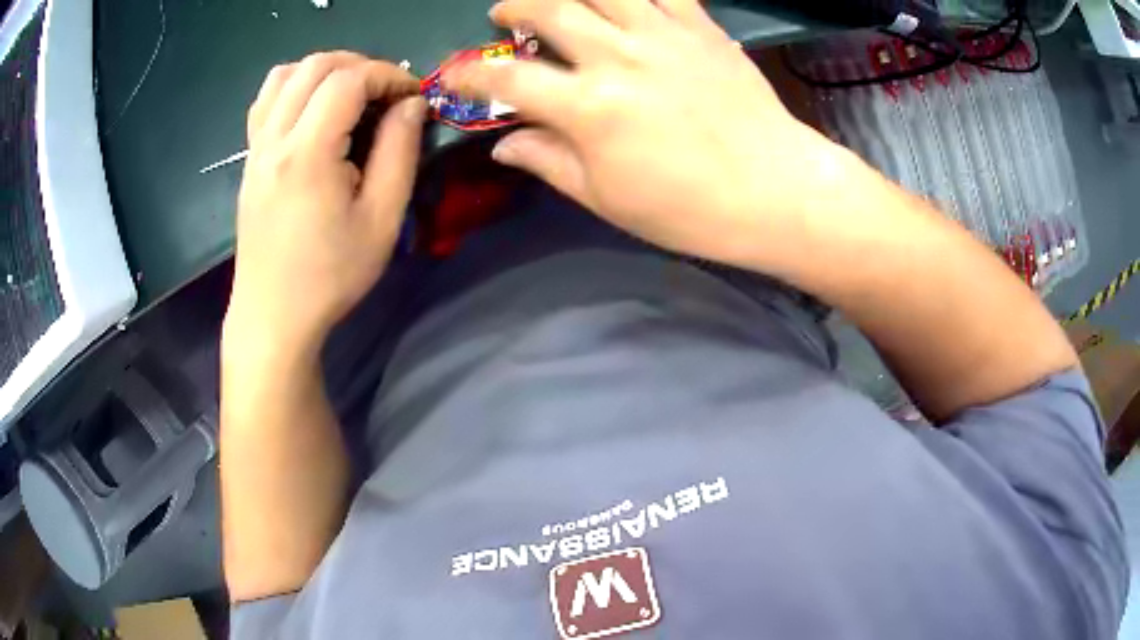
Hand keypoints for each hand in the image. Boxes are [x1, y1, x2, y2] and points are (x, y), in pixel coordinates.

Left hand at [225, 52, 425, 356]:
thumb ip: (400, 151)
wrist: (273, 314)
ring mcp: (256, 147)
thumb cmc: (330, 275)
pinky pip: (267, 100)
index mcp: (308, 152)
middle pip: (316, 65)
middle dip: (360, 66)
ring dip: (325, 71)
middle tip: (385, 94)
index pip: (349, 79)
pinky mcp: (249, 159)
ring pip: (285, 74)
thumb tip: (411, 104)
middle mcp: (274, 138)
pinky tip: (314, 111)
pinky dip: (295, 87)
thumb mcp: (382, 219)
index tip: (412, 97)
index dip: (388, 75)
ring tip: (350, 95)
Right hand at [444, 0, 849, 269]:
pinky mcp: (701, 27)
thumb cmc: (689, 209)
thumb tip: (504, 141)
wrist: (775, 190)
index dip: (473, 73)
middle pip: (549, 10)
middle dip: (515, 7)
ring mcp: (663, 35)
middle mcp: (619, 56)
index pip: (508, 78)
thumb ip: (549, 161)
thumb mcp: (607, 199)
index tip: (460, 74)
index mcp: (589, 107)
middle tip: (505, 14)